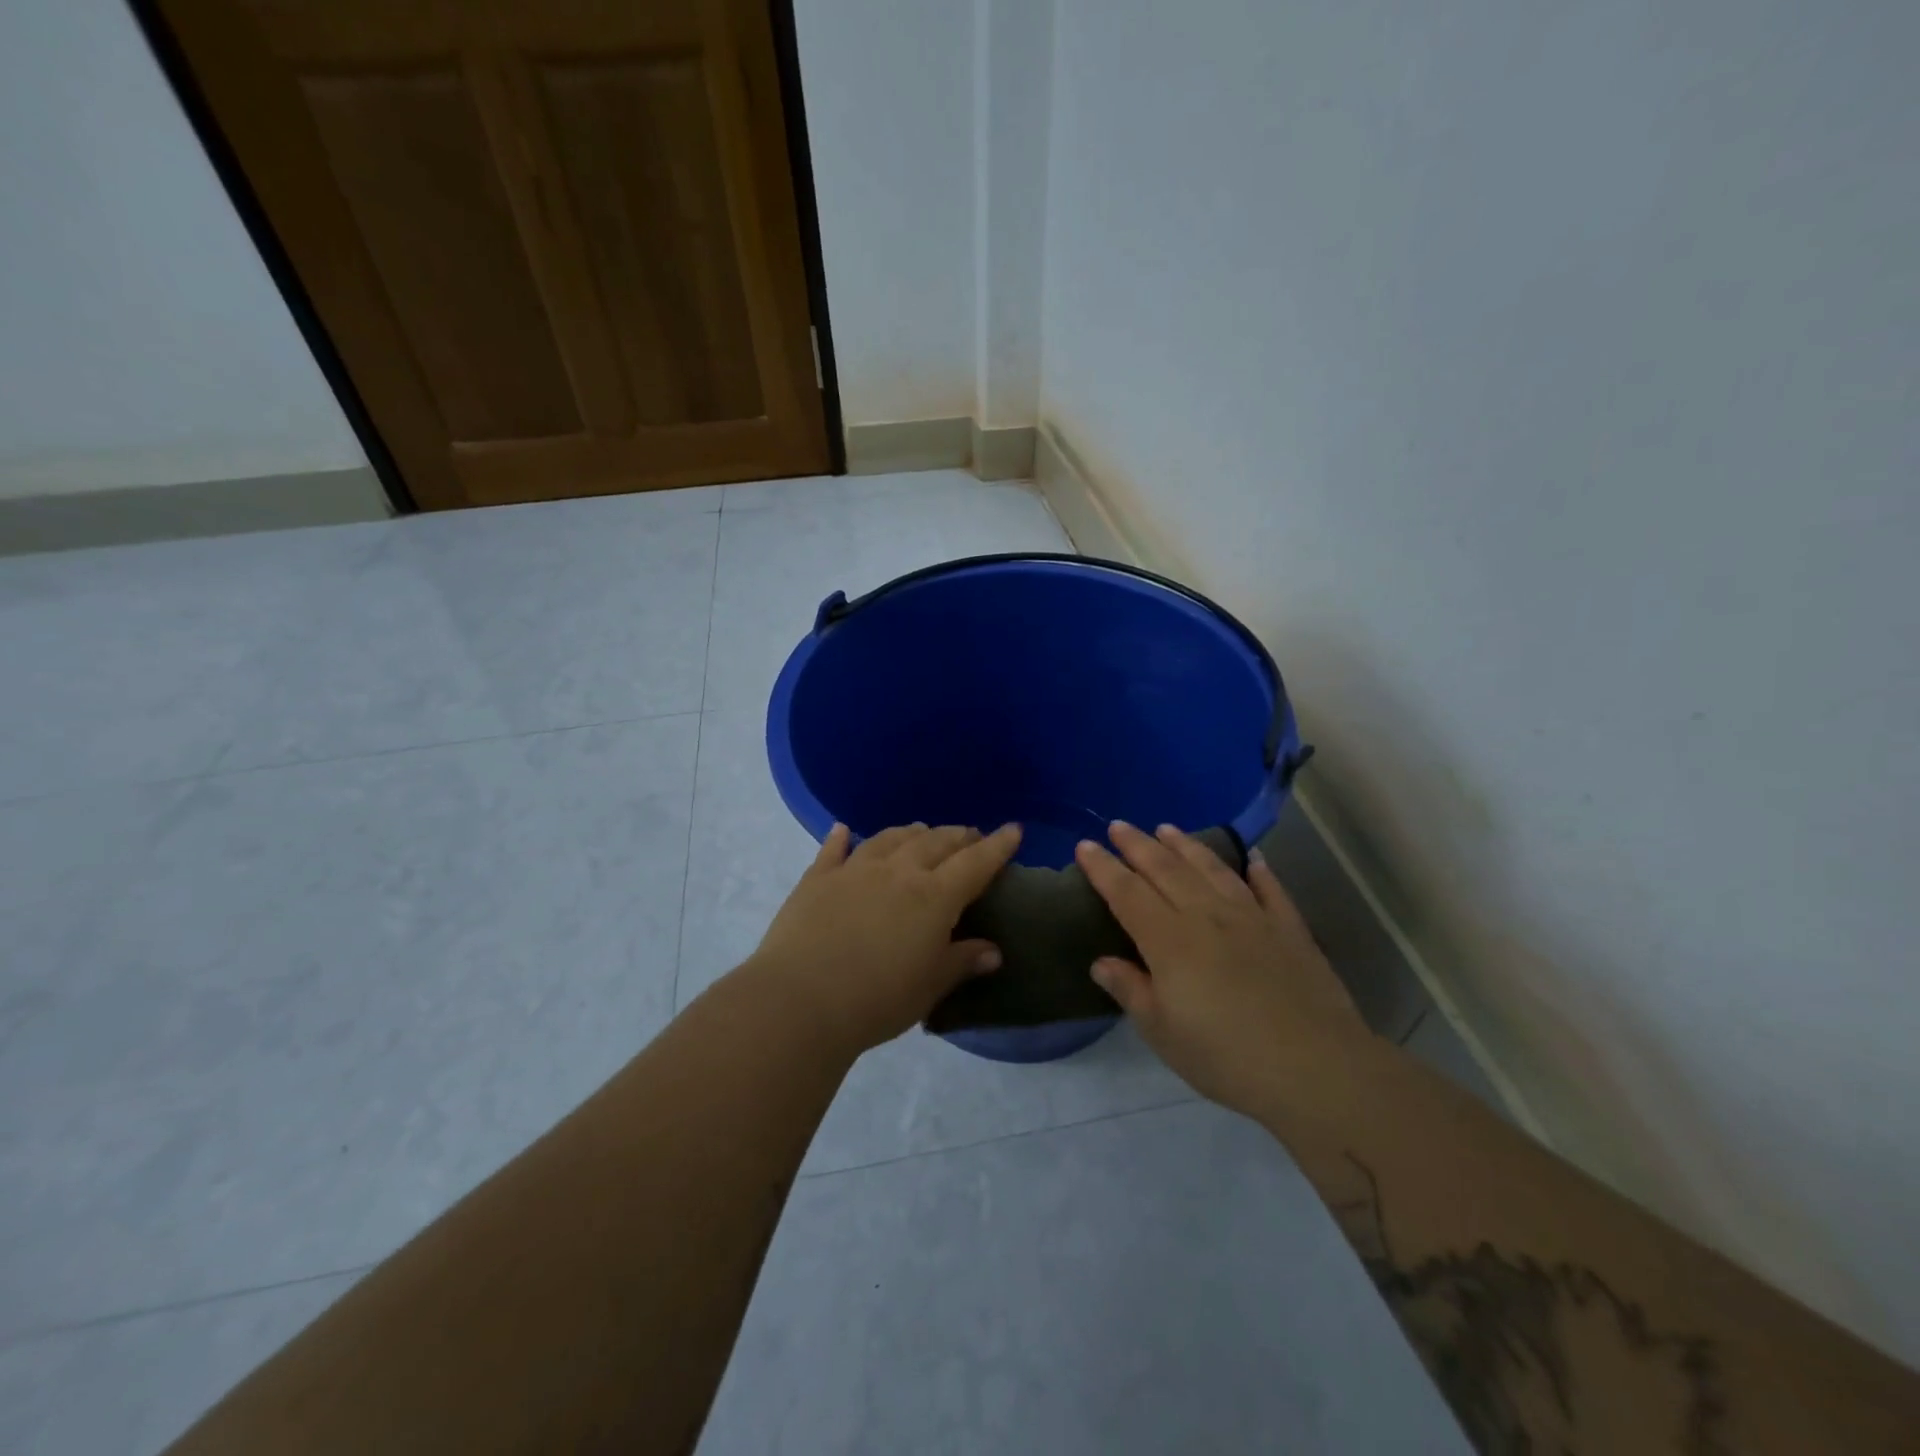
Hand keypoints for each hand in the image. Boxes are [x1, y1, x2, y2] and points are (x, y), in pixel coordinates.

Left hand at [748, 821, 1022, 1054]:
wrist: (800, 1000)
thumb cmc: (877, 999)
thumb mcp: (930, 986)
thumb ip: (962, 962)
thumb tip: (993, 951)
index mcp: (934, 897)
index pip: (975, 863)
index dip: (998, 845)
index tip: (1013, 829)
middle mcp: (898, 871)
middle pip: (935, 843)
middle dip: (958, 836)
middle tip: (970, 835)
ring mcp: (855, 870)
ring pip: (890, 838)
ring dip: (912, 832)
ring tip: (923, 830)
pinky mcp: (817, 879)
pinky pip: (834, 850)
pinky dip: (841, 838)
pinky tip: (843, 830)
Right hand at [1075, 821, 1375, 1116]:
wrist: (1315, 1067)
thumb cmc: (1226, 1056)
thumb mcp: (1163, 1033)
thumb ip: (1130, 990)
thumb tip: (1101, 962)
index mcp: (1169, 941)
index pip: (1127, 893)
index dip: (1103, 868)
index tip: (1084, 846)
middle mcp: (1207, 916)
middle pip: (1165, 870)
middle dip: (1137, 845)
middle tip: (1118, 825)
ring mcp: (1252, 917)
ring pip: (1211, 869)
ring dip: (1186, 846)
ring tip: (1167, 828)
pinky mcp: (1289, 929)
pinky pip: (1269, 889)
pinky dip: (1258, 870)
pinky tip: (1252, 858)